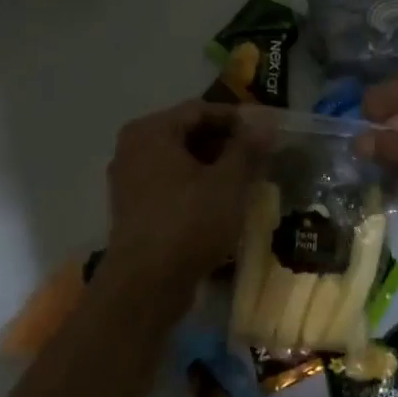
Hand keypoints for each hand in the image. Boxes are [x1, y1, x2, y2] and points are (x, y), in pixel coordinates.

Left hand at [102, 101, 262, 298]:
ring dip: (214, 166)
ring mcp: (129, 180)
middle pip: (188, 134)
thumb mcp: (228, 182)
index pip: (201, 110)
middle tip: (261, 156)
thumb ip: (247, 148)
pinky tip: (224, 202)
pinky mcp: (134, 209)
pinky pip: (171, 185)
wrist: (145, 286)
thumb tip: (266, 123)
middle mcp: (133, 148)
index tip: (267, 132)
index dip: (237, 119)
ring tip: (248, 179)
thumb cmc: (189, 223)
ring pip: (180, 161)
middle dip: (226, 144)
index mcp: (151, 131)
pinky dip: (197, 186)